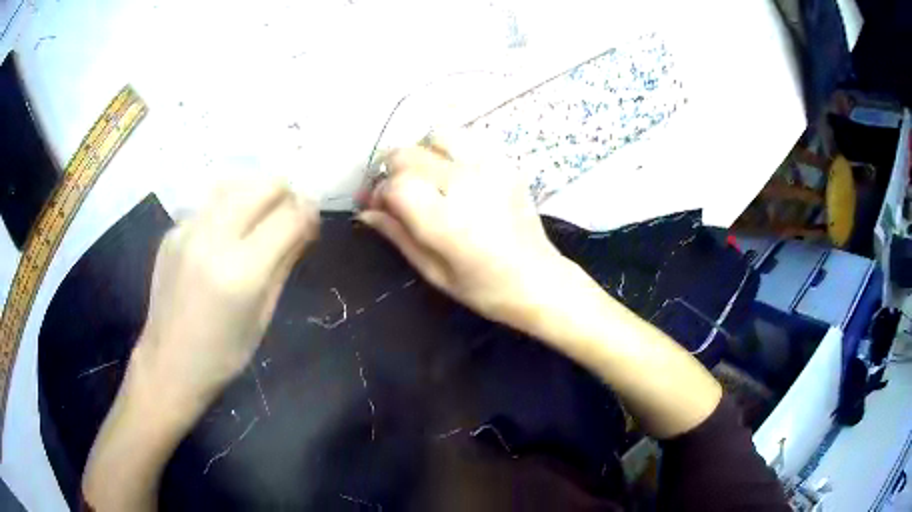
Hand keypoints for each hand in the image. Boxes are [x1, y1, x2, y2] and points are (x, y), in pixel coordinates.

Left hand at [133, 181, 318, 418]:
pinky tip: (226, 234)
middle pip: (263, 186)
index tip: (312, 222)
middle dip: (285, 195)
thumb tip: (305, 226)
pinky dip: (228, 208)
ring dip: (256, 195)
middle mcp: (213, 239)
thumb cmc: (224, 354)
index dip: (309, 213)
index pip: (289, 217)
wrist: (168, 362)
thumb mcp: (263, 315)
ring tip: (258, 219)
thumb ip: (284, 263)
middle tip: (288, 217)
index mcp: (242, 272)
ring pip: (236, 185)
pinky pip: (210, 203)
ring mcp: (188, 230)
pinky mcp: (173, 231)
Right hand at [357, 131, 564, 329]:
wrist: (539, 280)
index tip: (377, 207)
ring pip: (435, 136)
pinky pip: (466, 140)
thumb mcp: (433, 272)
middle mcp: (465, 184)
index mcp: (445, 220)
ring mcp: (489, 168)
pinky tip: (450, 173)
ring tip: (422, 177)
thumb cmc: (484, 289)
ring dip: (420, 153)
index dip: (379, 193)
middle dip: (391, 171)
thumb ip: (397, 235)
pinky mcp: (505, 164)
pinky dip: (448, 149)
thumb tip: (366, 212)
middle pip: (408, 154)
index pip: (395, 185)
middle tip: (392, 192)